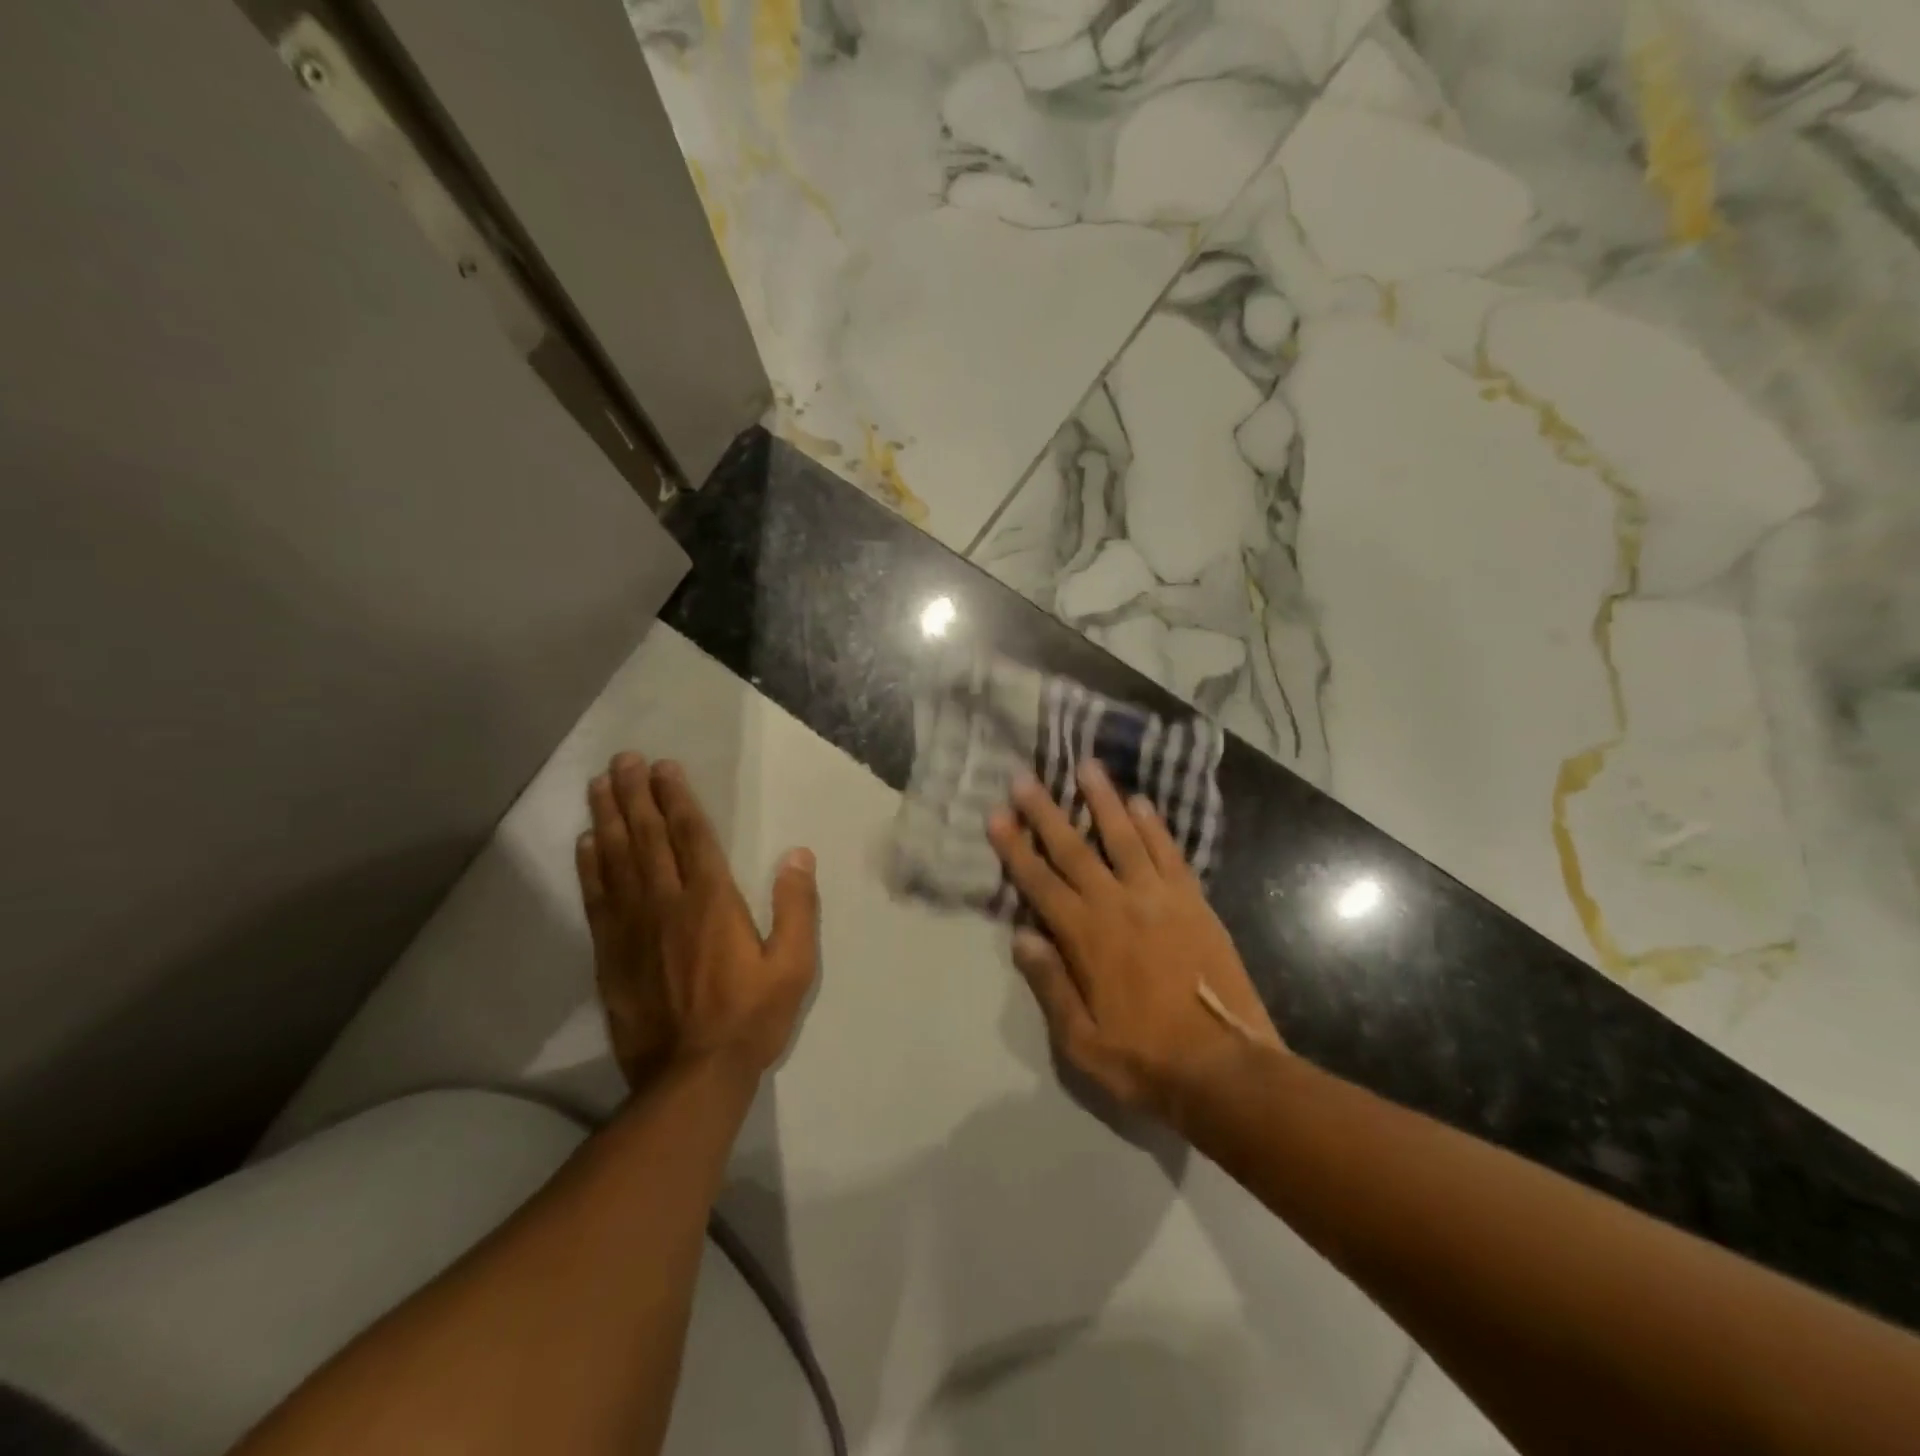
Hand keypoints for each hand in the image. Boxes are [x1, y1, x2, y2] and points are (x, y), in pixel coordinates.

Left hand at [577, 753, 818, 1091]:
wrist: (691, 1078)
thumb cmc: (750, 1017)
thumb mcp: (794, 965)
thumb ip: (797, 907)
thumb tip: (798, 854)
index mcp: (713, 901)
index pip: (691, 836)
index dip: (676, 798)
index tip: (663, 767)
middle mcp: (667, 903)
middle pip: (647, 837)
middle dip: (636, 794)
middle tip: (622, 759)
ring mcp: (633, 928)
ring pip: (617, 860)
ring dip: (608, 818)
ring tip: (598, 784)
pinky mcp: (610, 954)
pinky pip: (597, 898)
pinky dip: (590, 866)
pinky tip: (586, 842)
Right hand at [987, 760, 1282, 1125]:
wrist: (1226, 1069)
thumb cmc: (1145, 1060)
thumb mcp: (1082, 1042)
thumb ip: (1050, 985)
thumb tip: (1022, 936)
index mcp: (1086, 938)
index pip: (1040, 883)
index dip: (1015, 848)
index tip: (997, 815)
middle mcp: (1118, 906)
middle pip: (1074, 849)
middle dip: (1046, 812)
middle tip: (1025, 777)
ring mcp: (1160, 899)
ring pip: (1124, 837)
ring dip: (1103, 800)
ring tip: (1087, 766)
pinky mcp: (1194, 902)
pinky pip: (1169, 853)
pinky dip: (1154, 826)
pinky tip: (1141, 802)